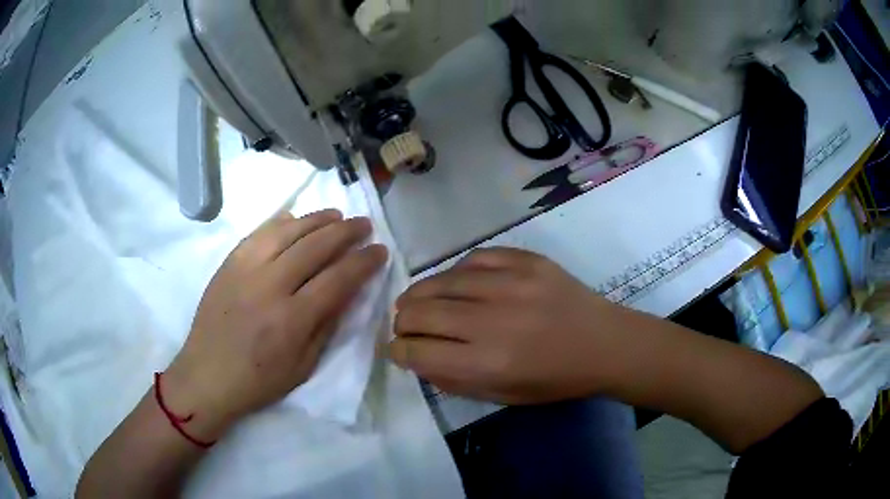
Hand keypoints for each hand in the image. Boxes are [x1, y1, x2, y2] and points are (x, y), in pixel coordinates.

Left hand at [164, 210, 387, 439]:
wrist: (207, 375)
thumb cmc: (259, 380)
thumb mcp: (304, 366)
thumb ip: (327, 324)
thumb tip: (347, 291)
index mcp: (292, 319)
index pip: (338, 278)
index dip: (363, 262)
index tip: (380, 250)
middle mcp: (269, 286)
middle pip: (315, 246)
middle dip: (346, 231)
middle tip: (364, 224)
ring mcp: (245, 269)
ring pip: (287, 230)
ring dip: (316, 219)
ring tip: (336, 215)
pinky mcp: (228, 263)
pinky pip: (258, 233)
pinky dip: (281, 222)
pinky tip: (295, 219)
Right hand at [387, 248, 636, 404]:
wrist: (605, 343)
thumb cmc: (556, 379)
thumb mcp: (503, 395)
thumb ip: (455, 379)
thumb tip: (417, 357)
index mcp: (488, 363)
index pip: (418, 351)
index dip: (398, 351)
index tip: (397, 349)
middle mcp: (492, 320)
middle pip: (419, 312)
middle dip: (402, 322)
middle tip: (406, 326)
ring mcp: (510, 283)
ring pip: (440, 280)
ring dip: (420, 294)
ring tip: (420, 302)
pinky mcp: (526, 260)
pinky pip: (473, 258)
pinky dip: (457, 273)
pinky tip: (457, 283)